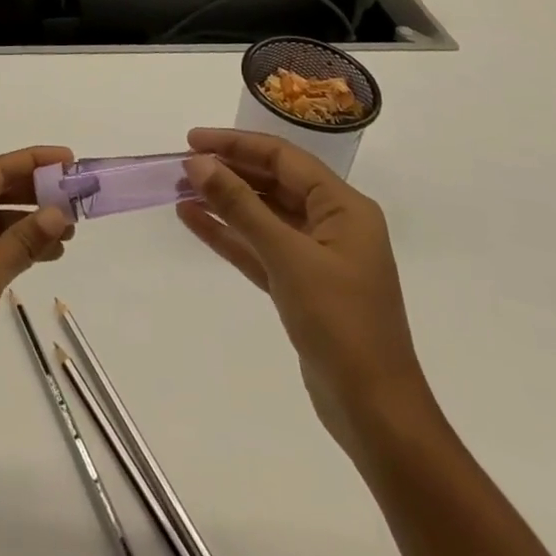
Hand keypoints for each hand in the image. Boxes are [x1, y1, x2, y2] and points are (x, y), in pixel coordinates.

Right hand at [176, 128, 431, 451]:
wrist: (376, 414)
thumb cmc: (339, 323)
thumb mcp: (287, 256)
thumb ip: (240, 206)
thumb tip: (198, 163)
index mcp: (344, 207)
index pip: (283, 158)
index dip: (236, 144)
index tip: (192, 140)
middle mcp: (333, 224)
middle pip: (273, 182)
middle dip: (228, 171)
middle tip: (182, 165)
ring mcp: (317, 256)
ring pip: (263, 214)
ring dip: (224, 201)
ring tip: (179, 188)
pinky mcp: (301, 286)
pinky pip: (259, 246)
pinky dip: (229, 234)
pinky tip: (194, 220)